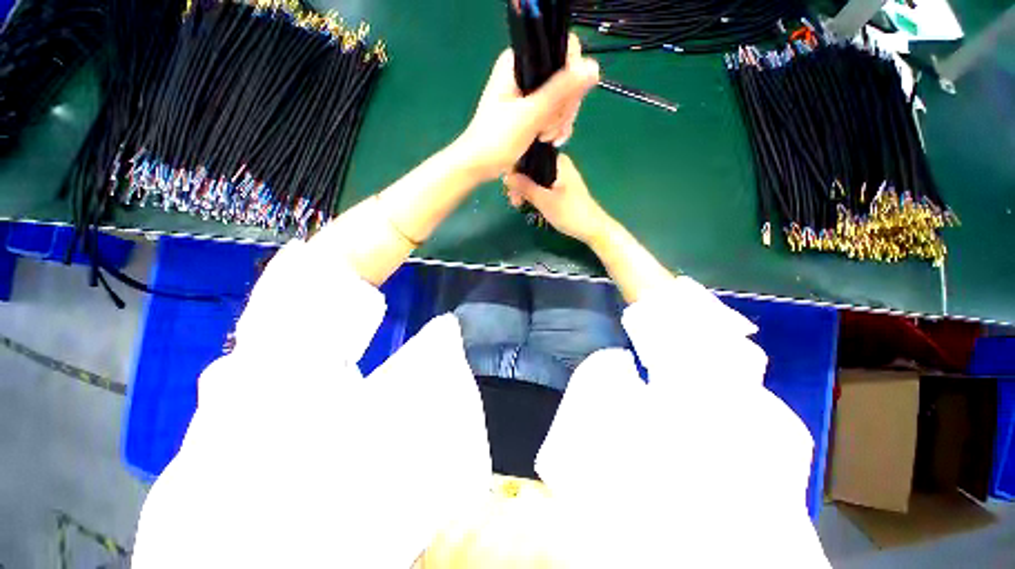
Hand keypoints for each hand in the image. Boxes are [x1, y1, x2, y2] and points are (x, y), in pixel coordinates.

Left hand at [454, 35, 598, 182]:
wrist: (480, 164)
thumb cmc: (498, 139)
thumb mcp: (531, 115)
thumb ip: (560, 91)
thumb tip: (594, 68)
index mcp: (519, 62)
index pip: (563, 52)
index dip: (570, 79)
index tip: (561, 107)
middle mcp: (526, 71)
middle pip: (566, 77)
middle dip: (562, 109)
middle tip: (547, 130)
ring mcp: (529, 91)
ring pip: (563, 97)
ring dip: (559, 122)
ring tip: (545, 138)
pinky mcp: (532, 109)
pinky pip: (555, 112)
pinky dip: (556, 127)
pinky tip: (550, 141)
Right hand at [504, 154, 612, 244]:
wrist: (592, 229)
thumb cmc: (570, 213)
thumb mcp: (544, 200)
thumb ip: (525, 187)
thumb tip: (506, 176)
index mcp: (558, 161)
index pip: (529, 156)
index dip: (515, 170)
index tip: (508, 188)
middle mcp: (559, 164)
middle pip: (531, 167)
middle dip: (519, 183)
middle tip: (513, 201)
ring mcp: (560, 176)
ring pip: (535, 178)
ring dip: (524, 190)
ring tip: (518, 205)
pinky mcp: (560, 187)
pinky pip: (541, 185)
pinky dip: (533, 193)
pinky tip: (527, 203)